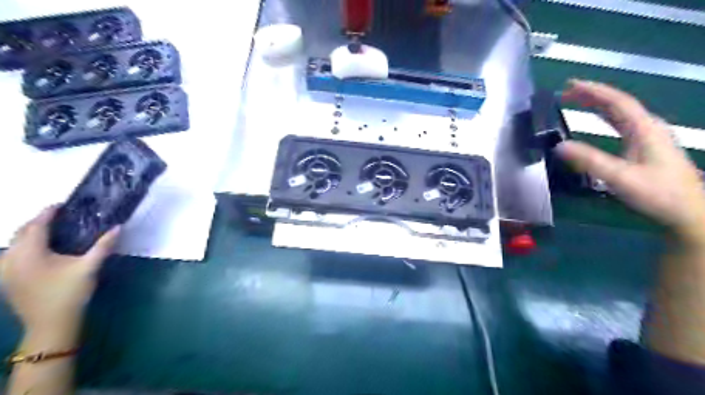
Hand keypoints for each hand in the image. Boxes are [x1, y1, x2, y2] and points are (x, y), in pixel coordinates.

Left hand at [0, 207, 116, 341]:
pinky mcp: (6, 280)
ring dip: (29, 234)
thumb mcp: (89, 267)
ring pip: (13, 244)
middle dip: (37, 222)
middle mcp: (11, 259)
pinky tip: (38, 251)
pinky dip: (23, 246)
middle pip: (20, 232)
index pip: (36, 226)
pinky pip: (11, 255)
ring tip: (49, 231)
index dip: (48, 213)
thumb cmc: (70, 293)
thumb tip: (118, 227)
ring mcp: (5, 271)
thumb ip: (103, 246)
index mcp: (30, 253)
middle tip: (59, 217)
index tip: (62, 205)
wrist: (50, 324)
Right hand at [557, 81, 704, 243]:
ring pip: (620, 114)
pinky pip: (621, 125)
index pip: (617, 102)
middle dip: (593, 95)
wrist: (689, 214)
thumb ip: (590, 161)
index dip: (593, 91)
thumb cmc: (658, 194)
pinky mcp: (645, 149)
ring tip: (576, 101)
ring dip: (598, 105)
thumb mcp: (621, 178)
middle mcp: (648, 128)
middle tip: (567, 92)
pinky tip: (597, 122)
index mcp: (645, 129)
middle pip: (619, 104)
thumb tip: (560, 146)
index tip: (570, 85)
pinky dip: (605, 118)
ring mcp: (648, 138)